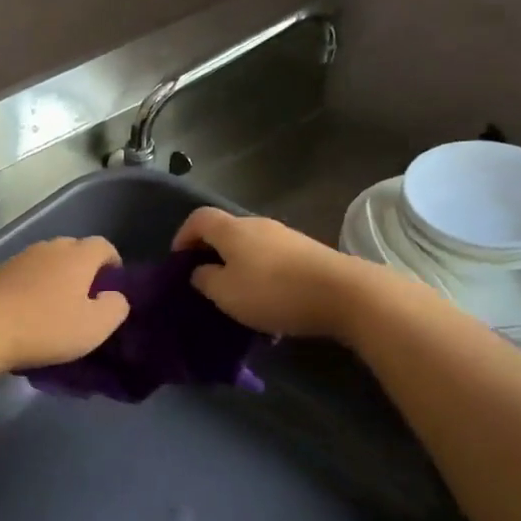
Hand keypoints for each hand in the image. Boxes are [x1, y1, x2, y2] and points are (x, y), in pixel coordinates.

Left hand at [0, 236, 130, 372]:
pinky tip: (29, 309)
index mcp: (77, 255)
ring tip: (57, 305)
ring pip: (48, 261)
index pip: (104, 246)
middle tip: (86, 299)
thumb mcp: (94, 327)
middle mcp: (49, 247)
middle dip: (85, 269)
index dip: (113, 263)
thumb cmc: (45, 327)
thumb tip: (115, 296)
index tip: (113, 287)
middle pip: (75, 249)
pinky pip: (26, 273)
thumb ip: (115, 308)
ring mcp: (20, 257)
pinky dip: (34, 285)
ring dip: (57, 277)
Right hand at [172, 208, 362, 337]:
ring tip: (236, 295)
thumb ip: (204, 279)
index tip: (178, 261)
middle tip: (204, 281)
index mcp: (232, 230)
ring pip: (250, 246)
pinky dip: (262, 274)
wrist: (343, 293)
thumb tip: (200, 271)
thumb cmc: (273, 292)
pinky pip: (272, 259)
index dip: (182, 236)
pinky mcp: (307, 252)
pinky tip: (268, 301)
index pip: (198, 219)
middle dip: (211, 253)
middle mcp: (257, 225)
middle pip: (225, 231)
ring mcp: (286, 236)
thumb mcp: (225, 293)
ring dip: (238, 266)